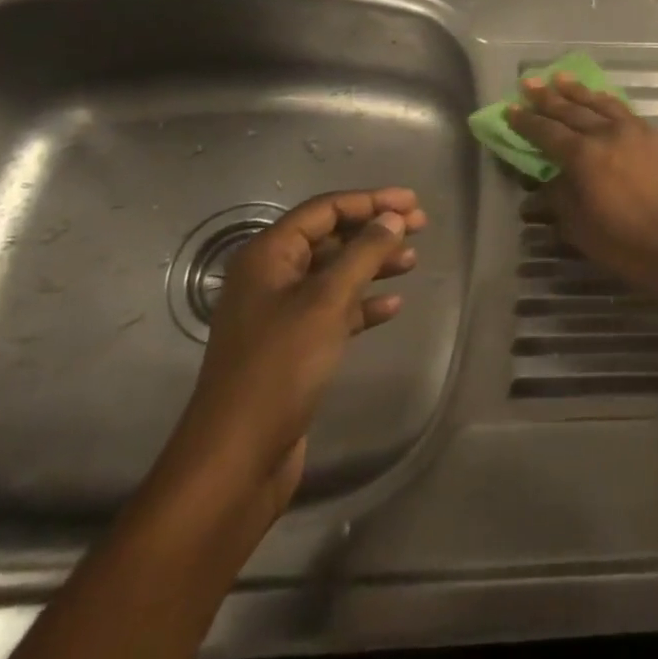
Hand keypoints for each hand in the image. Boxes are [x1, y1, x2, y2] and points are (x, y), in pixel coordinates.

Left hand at [157, 188, 423, 525]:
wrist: (237, 457)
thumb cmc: (280, 367)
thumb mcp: (327, 301)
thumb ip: (363, 254)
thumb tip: (392, 218)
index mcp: (267, 256)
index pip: (324, 210)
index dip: (370, 201)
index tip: (412, 202)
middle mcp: (271, 278)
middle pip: (330, 238)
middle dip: (375, 230)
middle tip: (420, 226)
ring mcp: (280, 314)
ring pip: (335, 274)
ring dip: (373, 264)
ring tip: (412, 262)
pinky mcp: (292, 347)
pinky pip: (334, 310)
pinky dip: (363, 304)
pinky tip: (393, 306)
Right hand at [508, 73, 657, 303]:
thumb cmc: (639, 247)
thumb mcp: (587, 233)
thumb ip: (563, 202)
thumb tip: (548, 183)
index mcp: (586, 157)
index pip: (547, 133)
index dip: (526, 122)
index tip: (509, 110)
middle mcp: (610, 135)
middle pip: (572, 111)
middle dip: (548, 97)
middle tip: (528, 83)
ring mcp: (639, 132)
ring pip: (602, 104)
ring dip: (579, 92)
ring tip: (561, 78)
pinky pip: (626, 112)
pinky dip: (609, 103)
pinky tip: (605, 102)